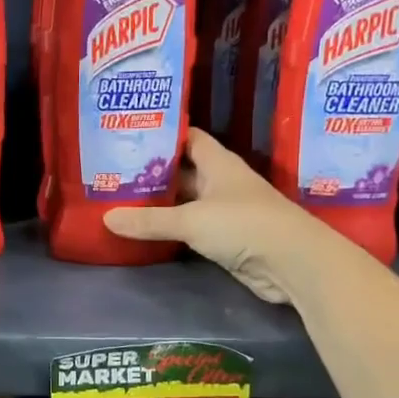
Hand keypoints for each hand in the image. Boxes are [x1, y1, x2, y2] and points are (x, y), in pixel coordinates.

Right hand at [102, 128, 323, 302]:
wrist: (292, 263)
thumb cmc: (244, 224)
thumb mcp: (191, 220)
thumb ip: (149, 220)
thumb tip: (106, 218)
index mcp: (218, 163)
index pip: (188, 138)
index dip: (163, 134)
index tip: (130, 134)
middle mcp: (221, 182)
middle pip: (182, 170)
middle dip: (152, 171)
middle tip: (113, 170)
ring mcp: (224, 211)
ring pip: (184, 201)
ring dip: (159, 202)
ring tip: (120, 197)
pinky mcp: (224, 238)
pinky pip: (189, 227)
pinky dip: (169, 227)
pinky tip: (143, 228)